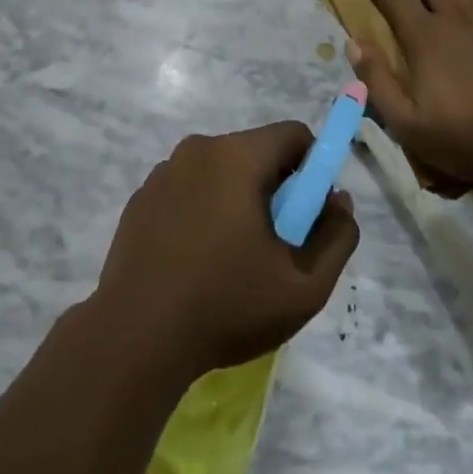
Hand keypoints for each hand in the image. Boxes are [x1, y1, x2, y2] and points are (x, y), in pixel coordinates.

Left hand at [93, 124, 358, 380]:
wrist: (134, 339)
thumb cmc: (225, 306)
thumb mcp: (304, 286)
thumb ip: (336, 238)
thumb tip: (338, 201)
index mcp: (237, 156)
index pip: (293, 135)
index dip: (313, 170)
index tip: (308, 216)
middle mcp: (198, 149)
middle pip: (256, 152)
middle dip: (275, 189)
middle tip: (273, 246)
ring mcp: (163, 172)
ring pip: (220, 172)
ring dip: (237, 201)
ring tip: (231, 261)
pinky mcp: (141, 198)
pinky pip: (188, 190)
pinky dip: (202, 212)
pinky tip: (195, 263)